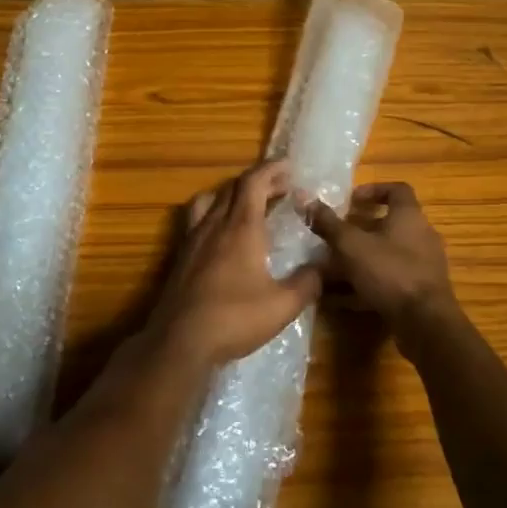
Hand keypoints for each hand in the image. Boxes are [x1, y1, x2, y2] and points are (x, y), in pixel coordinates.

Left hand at [147, 161, 322, 367]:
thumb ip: (308, 282)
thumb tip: (327, 265)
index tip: (289, 166)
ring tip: (249, 205)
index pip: (254, 182)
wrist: (179, 341)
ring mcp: (192, 240)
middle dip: (258, 182)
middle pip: (233, 188)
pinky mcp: (181, 257)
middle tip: (281, 188)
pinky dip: (215, 214)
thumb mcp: (282, 305)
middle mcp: (214, 225)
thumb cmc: (234, 319)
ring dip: (232, 194)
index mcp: (240, 227)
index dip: (272, 169)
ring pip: (210, 200)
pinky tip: (223, 237)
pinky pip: (197, 220)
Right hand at [305, 183, 455, 327]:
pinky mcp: (420, 291)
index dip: (373, 190)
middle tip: (336, 237)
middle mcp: (421, 236)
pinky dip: (368, 284)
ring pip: (387, 254)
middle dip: (360, 230)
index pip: (397, 190)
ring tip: (333, 269)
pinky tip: (342, 299)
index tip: (351, 201)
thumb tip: (306, 201)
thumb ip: (329, 224)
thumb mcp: (352, 245)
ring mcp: (423, 265)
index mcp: (409, 216)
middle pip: (390, 224)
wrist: (425, 322)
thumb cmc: (390, 272)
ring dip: (361, 259)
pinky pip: (390, 280)